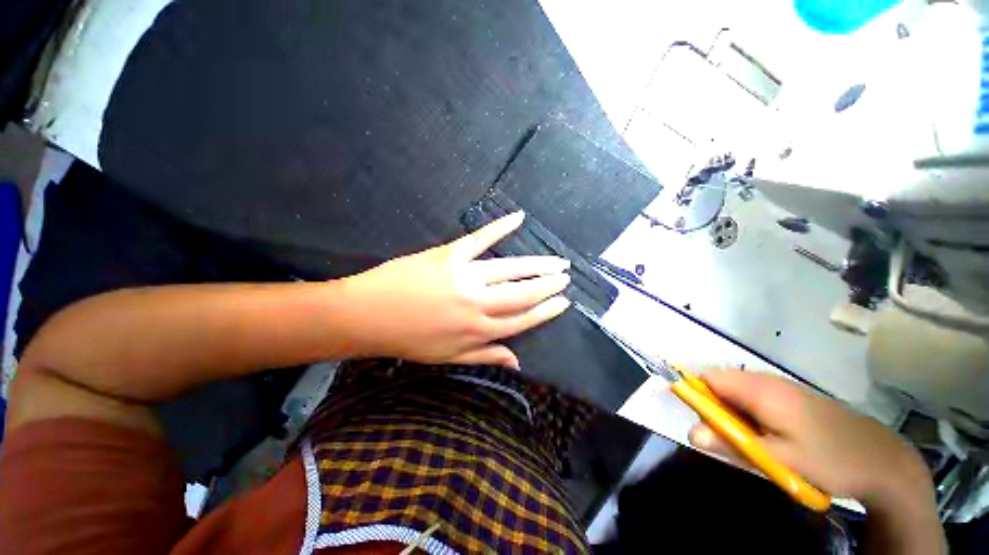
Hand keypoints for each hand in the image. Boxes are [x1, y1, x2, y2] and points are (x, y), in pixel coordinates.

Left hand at [340, 211, 570, 367]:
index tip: (563, 302)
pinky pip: (480, 239)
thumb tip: (517, 362)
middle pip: (523, 293)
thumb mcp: (447, 358)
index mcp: (478, 331)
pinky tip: (519, 218)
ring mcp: (466, 276)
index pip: (522, 320)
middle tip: (566, 277)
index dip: (546, 311)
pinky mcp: (450, 255)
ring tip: (557, 261)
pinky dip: (500, 227)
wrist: (369, 315)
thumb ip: (485, 357)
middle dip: (549, 286)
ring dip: (537, 265)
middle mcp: (479, 304)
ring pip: (511, 269)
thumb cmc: (408, 340)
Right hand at [689, 370, 932, 510]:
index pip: (708, 378)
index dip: (693, 393)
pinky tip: (767, 436)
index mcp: (760, 390)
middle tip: (724, 438)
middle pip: (721, 383)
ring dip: (732, 413)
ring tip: (747, 441)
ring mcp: (782, 387)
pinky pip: (756, 397)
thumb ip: (732, 444)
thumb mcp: (779, 459)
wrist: (882, 460)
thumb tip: (690, 432)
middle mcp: (767, 381)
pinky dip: (749, 414)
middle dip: (713, 407)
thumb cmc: (828, 459)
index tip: (693, 418)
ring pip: (739, 391)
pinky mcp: (793, 396)